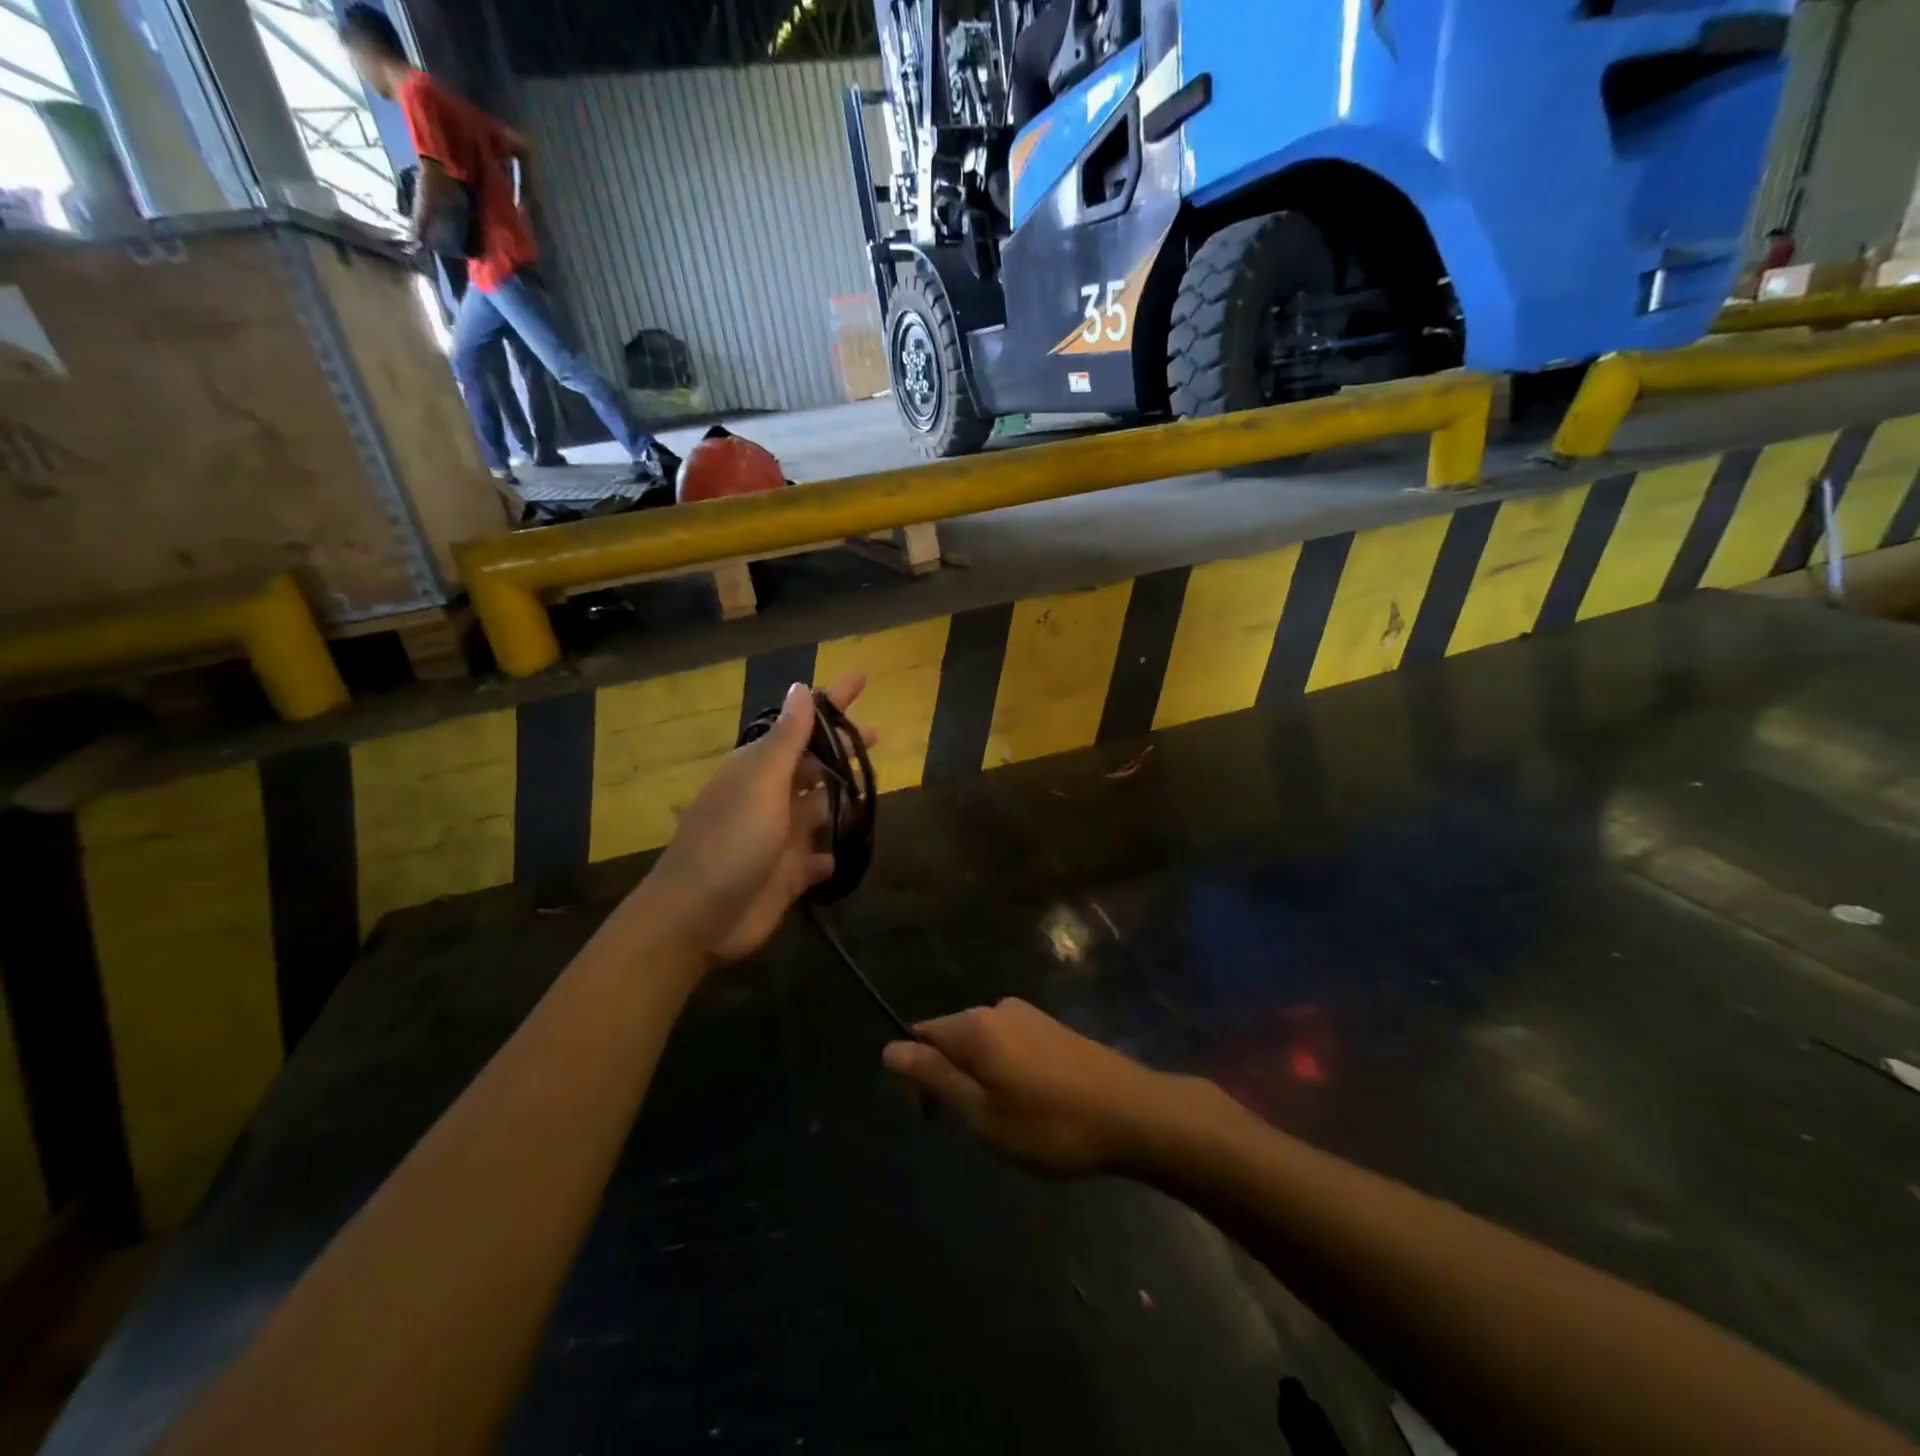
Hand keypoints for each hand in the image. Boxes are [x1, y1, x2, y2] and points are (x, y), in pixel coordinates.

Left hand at [638, 675, 873, 964]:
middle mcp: (771, 797)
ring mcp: (780, 838)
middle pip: (816, 765)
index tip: (862, 678)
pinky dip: (832, 853)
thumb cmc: (731, 840)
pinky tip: (849, 851)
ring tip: (876, 786)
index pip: (804, 724)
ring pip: (821, 808)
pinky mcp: (789, 876)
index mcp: (761, 769)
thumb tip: (800, 688)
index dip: (833, 701)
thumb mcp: (760, 781)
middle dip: (843, 748)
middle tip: (879, 733)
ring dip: (844, 797)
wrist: (697, 917)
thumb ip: (787, 739)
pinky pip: (819, 858)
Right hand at [881, 999, 1178, 1175]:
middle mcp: (998, 1008)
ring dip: (979, 1080)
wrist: (1133, 1114)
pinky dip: (1006, 1073)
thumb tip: (889, 1048)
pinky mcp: (1053, 1028)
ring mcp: (1029, 1015)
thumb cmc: (1050, 1124)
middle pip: (951, 1037)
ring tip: (1008, 1123)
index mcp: (975, 1025)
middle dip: (949, 1079)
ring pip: (982, 1045)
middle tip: (976, 1130)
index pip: (921, 1035)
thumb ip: (934, 1078)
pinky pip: (1009, 1045)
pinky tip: (1031, 1105)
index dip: (916, 1076)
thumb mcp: (982, 1113)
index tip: (935, 1120)